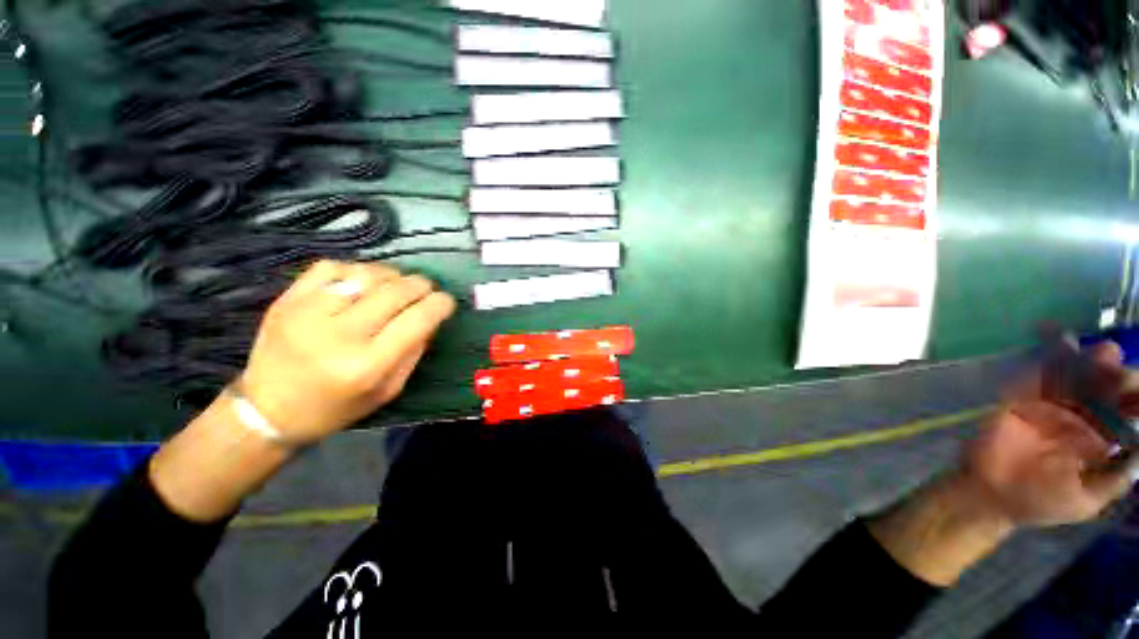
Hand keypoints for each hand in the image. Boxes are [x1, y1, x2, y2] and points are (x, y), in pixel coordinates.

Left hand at [238, 260, 456, 445]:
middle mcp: (339, 335)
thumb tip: (430, 317)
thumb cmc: (335, 407)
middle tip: (427, 289)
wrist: (267, 410)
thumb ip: (414, 352)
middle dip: (422, 285)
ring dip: (393, 275)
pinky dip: (356, 269)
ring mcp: (308, 313)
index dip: (441, 304)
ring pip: (366, 274)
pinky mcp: (287, 300)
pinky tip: (363, 281)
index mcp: (367, 365)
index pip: (418, 319)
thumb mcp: (387, 391)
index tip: (447, 301)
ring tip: (399, 284)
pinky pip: (332, 267)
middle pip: (396, 291)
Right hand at [961, 341, 1138, 528]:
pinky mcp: (1022, 398)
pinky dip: (1049, 356)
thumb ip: (1115, 480)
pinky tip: (1061, 338)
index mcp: (1100, 440)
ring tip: (1105, 351)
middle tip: (1120, 369)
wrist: (990, 495)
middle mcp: (1081, 417)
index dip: (1137, 400)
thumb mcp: (1085, 502)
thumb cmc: (1040, 503)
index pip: (1126, 413)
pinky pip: (1038, 374)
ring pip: (1076, 375)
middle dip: (1119, 376)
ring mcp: (1050, 405)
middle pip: (1105, 389)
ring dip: (1091, 361)